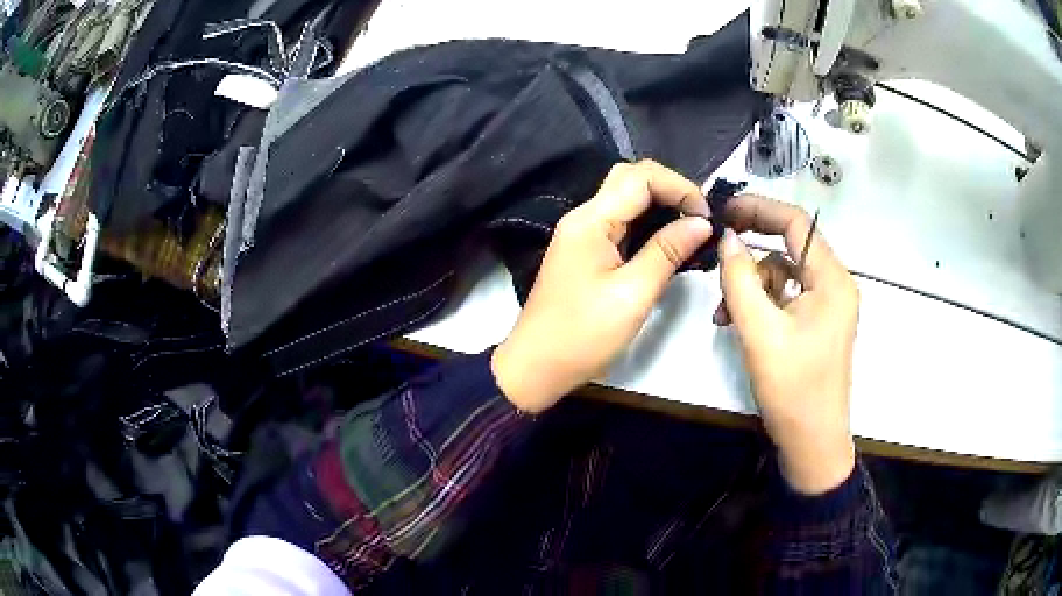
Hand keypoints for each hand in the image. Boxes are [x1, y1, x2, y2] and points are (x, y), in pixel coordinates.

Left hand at [492, 161, 712, 413]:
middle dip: (669, 189)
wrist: (537, 366)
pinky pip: (619, 222)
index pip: (640, 177)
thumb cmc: (584, 335)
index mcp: (591, 221)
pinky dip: (646, 223)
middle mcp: (583, 217)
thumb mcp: (633, 294)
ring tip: (692, 227)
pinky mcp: (584, 251)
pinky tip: (668, 241)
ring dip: (660, 204)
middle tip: (700, 218)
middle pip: (629, 179)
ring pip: (625, 199)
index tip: (706, 216)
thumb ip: (667, 251)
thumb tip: (702, 222)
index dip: (679, 186)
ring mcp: (581, 233)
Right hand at [715, 196, 858, 494]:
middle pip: (791, 246)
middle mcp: (834, 285)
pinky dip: (761, 303)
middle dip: (752, 248)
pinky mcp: (817, 323)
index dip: (760, 210)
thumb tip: (726, 239)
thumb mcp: (760, 332)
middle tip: (717, 249)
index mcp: (832, 280)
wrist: (812, 443)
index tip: (724, 211)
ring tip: (723, 311)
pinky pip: (786, 297)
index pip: (797, 223)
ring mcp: (827, 306)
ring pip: (784, 273)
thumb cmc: (793, 389)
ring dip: (752, 283)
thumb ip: (740, 280)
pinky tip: (737, 321)